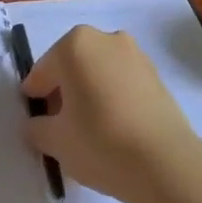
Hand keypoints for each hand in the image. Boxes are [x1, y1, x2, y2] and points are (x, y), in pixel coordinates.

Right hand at [21, 26, 197, 202]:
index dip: (35, 99)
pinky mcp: (156, 75)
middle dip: (63, 93)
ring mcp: (135, 54)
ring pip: (98, 73)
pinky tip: (113, 129)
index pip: (42, 73)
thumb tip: (37, 125)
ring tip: (89, 131)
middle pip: (71, 67)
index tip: (36, 122)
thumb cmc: (99, 142)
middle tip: (60, 127)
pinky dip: (112, 98)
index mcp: (74, 45)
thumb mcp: (54, 140)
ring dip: (89, 93)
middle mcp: (105, 39)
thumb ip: (36, 128)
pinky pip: (121, 83)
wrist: (166, 163)